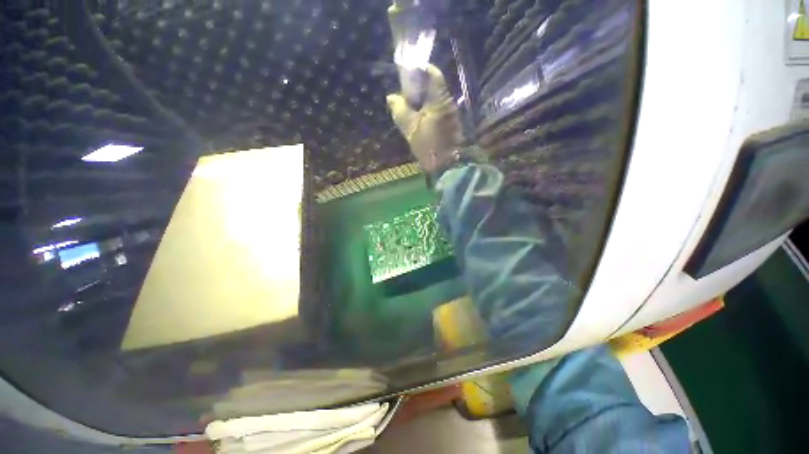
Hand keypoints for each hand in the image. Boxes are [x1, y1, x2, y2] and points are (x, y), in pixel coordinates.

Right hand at [386, 65, 463, 174]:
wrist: (448, 167)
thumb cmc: (429, 147)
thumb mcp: (411, 130)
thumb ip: (400, 111)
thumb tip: (391, 97)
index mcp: (439, 100)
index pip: (433, 74)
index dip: (420, 70)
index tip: (407, 73)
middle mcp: (448, 103)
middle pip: (434, 85)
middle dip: (419, 86)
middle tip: (404, 91)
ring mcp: (451, 113)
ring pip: (436, 98)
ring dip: (423, 98)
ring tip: (409, 105)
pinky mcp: (451, 123)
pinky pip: (438, 109)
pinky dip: (428, 109)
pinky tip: (419, 116)